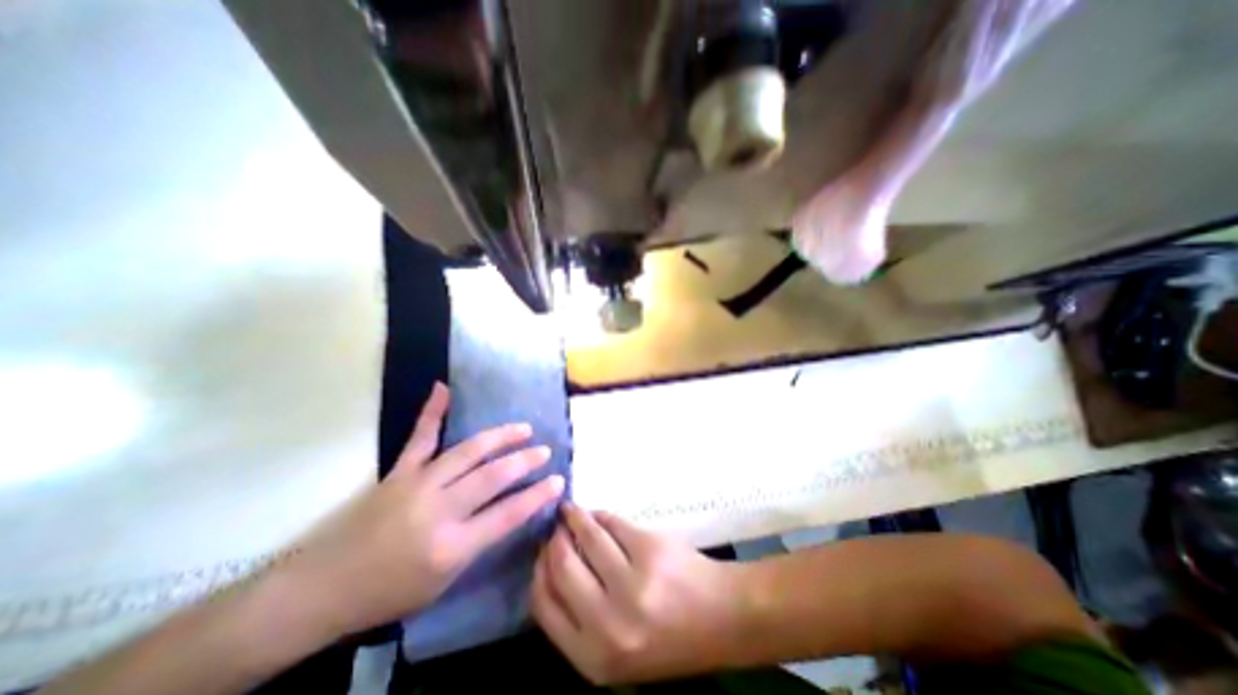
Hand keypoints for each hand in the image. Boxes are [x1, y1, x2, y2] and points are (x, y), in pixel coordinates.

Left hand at [289, 383, 565, 637]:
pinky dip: (433, 412)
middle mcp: (438, 510)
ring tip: (522, 428)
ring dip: (499, 437)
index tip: (558, 480)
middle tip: (544, 451)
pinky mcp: (399, 472)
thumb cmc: (389, 593)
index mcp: (451, 545)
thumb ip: (479, 541)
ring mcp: (418, 484)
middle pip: (492, 477)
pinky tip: (443, 389)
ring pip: (467, 452)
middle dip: (524, 461)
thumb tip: (510, 510)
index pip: (507, 515)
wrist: (323, 589)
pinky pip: (420, 437)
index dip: (537, 496)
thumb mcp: (444, 581)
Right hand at [532, 502, 744, 680]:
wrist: (722, 618)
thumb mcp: (616, 650)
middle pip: (561, 566)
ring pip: (587, 537)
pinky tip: (598, 515)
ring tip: (571, 512)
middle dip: (555, 540)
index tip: (541, 553)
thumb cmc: (669, 638)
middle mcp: (608, 624)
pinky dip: (601, 516)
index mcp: (593, 657)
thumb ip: (580, 619)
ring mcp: (631, 583)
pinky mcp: (649, 550)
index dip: (539, 571)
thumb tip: (550, 564)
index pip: (544, 605)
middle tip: (556, 527)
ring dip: (576, 519)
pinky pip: (612, 524)